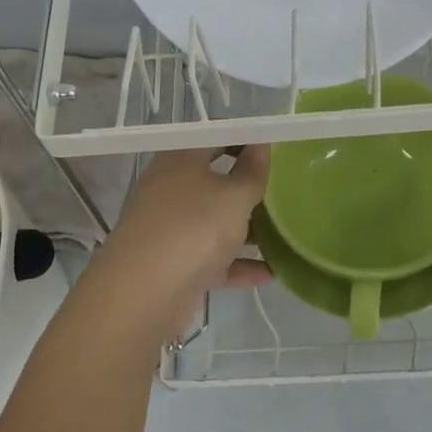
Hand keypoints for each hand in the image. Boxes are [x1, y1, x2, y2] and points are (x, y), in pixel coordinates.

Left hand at [95, 146, 270, 339]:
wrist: (145, 292)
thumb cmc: (194, 227)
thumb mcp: (235, 196)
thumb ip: (252, 172)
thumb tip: (260, 145)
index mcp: (181, 161)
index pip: (215, 139)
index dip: (244, 141)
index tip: (275, 151)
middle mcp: (172, 190)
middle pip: (216, 182)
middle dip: (250, 188)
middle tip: (287, 190)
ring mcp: (173, 229)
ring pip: (216, 222)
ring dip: (248, 229)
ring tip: (286, 232)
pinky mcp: (178, 264)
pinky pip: (215, 259)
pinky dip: (240, 264)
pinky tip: (272, 272)